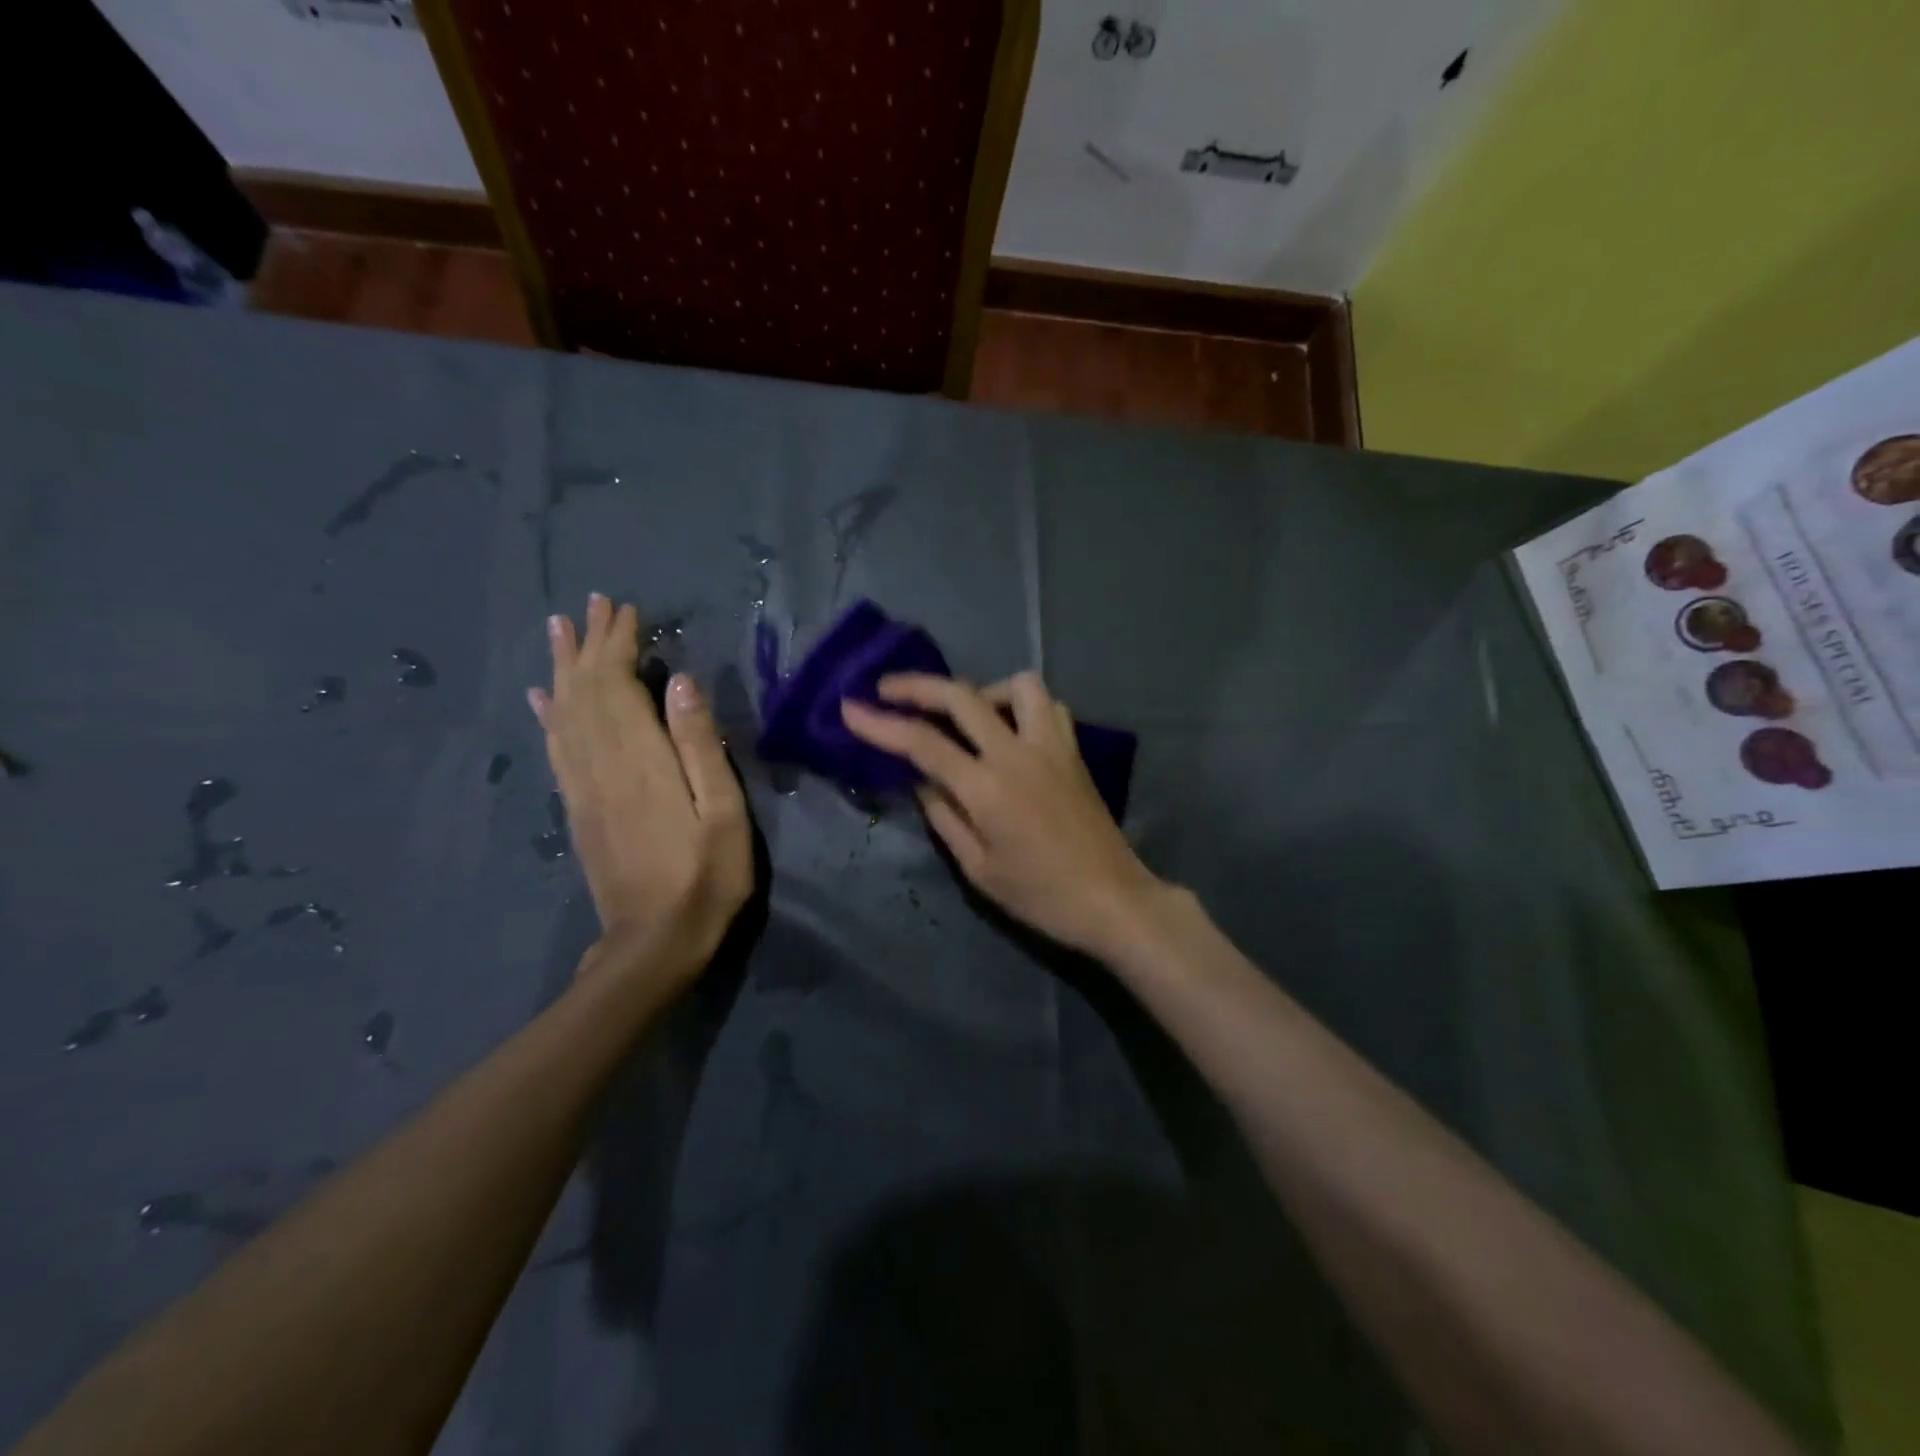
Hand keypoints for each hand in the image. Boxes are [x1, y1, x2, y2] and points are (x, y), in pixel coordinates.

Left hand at [529, 594, 751, 980]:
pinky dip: (549, 715)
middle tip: (591, 604)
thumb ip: (700, 746)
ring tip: (558, 630)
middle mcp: (601, 764)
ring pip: (565, 713)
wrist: (654, 943)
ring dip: (562, 668)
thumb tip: (680, 682)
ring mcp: (583, 787)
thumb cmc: (706, 877)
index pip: (618, 685)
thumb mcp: (723, 813)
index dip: (618, 644)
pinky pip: (556, 748)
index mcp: (640, 760)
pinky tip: (542, 698)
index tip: (625, 609)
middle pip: (585, 691)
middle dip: (588, 643)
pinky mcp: (577, 808)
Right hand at [841, 672, 1162, 957]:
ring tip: (967, 716)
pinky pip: (1048, 706)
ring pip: (1018, 685)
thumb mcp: (978, 868)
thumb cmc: (1040, 895)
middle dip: (917, 686)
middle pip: (962, 696)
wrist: (1112, 899)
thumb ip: (944, 816)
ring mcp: (1052, 746)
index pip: (922, 743)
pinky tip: (1011, 731)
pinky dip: (1022, 706)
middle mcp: (1018, 753)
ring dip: (983, 690)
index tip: (849, 708)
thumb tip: (922, 780)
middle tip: (887, 689)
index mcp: (987, 788)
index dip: (880, 723)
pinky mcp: (1074, 751)